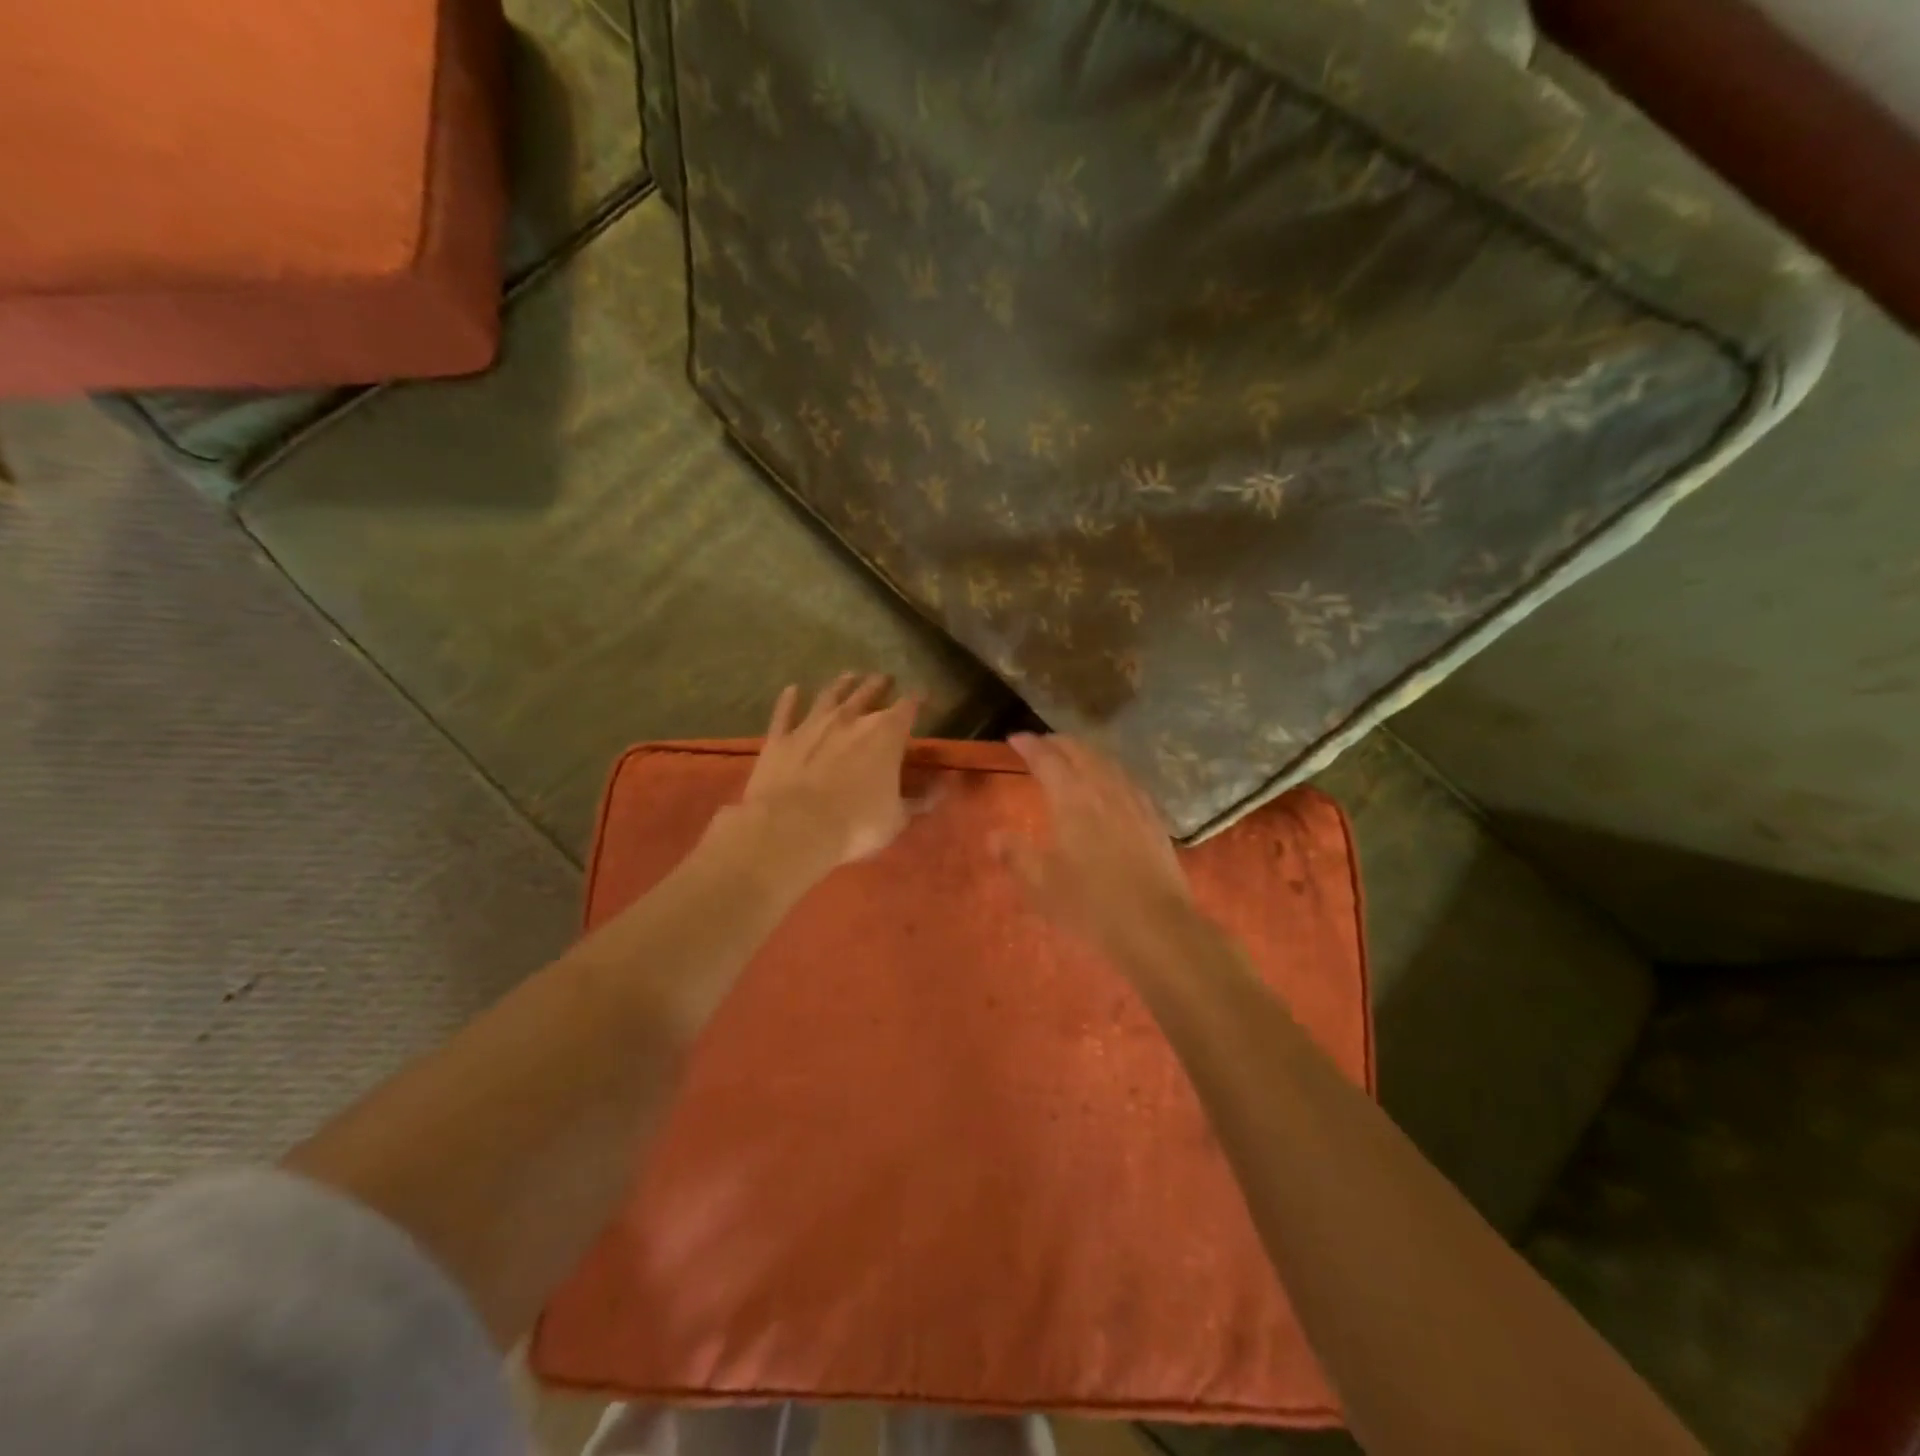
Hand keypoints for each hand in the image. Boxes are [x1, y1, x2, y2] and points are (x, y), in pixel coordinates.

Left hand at [731, 673, 921, 874]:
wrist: (793, 827)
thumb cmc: (855, 824)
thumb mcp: (897, 818)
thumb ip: (921, 799)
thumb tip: (945, 785)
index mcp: (886, 734)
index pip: (908, 707)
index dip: (917, 699)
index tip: (922, 695)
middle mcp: (850, 719)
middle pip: (868, 692)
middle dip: (880, 684)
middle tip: (885, 678)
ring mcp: (812, 724)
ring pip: (830, 695)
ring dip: (841, 684)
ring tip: (849, 675)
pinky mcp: (780, 738)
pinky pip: (785, 712)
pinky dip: (789, 700)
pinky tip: (792, 689)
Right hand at [1000, 733, 1200, 961]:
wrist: (1155, 925)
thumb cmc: (1091, 904)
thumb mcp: (1042, 884)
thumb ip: (1016, 854)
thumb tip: (994, 836)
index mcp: (1071, 799)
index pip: (1047, 759)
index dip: (1029, 746)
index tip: (1015, 739)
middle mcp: (1103, 789)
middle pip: (1080, 752)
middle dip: (1058, 742)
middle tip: (1042, 743)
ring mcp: (1133, 801)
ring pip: (1107, 761)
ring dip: (1085, 752)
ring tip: (1073, 756)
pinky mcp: (1153, 817)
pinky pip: (1127, 779)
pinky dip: (1110, 770)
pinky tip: (1110, 783)